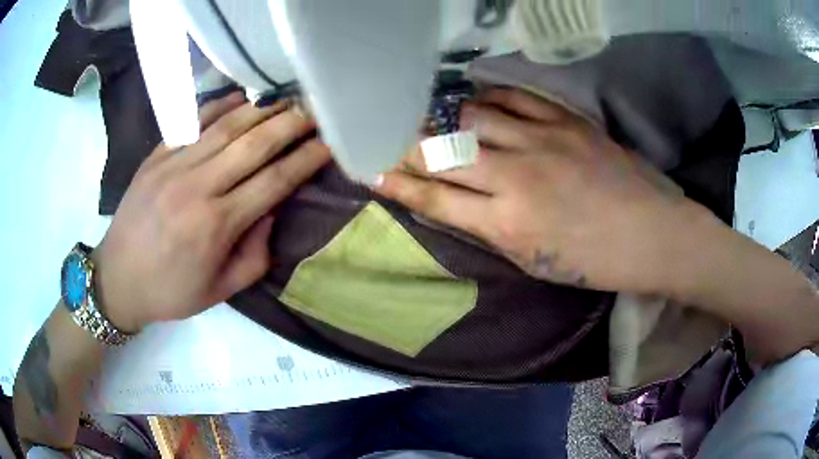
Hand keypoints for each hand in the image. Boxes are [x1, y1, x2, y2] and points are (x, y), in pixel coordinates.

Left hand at [92, 93, 330, 332]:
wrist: (117, 279)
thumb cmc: (171, 291)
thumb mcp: (221, 290)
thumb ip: (256, 253)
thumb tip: (271, 209)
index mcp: (216, 226)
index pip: (274, 182)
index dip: (305, 160)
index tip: (329, 144)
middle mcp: (196, 187)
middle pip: (254, 145)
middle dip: (291, 124)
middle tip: (315, 111)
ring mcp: (173, 166)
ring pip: (226, 126)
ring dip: (262, 109)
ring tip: (287, 99)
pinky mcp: (156, 156)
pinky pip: (192, 122)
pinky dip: (220, 106)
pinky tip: (241, 98)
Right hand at [376, 87, 715, 294]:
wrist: (653, 234)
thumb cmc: (594, 261)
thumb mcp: (533, 262)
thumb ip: (488, 230)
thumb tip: (450, 204)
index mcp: (506, 224)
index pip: (432, 197)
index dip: (394, 181)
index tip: (368, 168)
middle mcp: (515, 176)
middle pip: (441, 151)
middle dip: (401, 143)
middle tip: (378, 134)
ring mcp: (541, 140)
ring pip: (468, 117)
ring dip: (435, 116)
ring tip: (416, 112)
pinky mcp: (564, 120)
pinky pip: (510, 96)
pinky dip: (482, 95)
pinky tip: (467, 95)